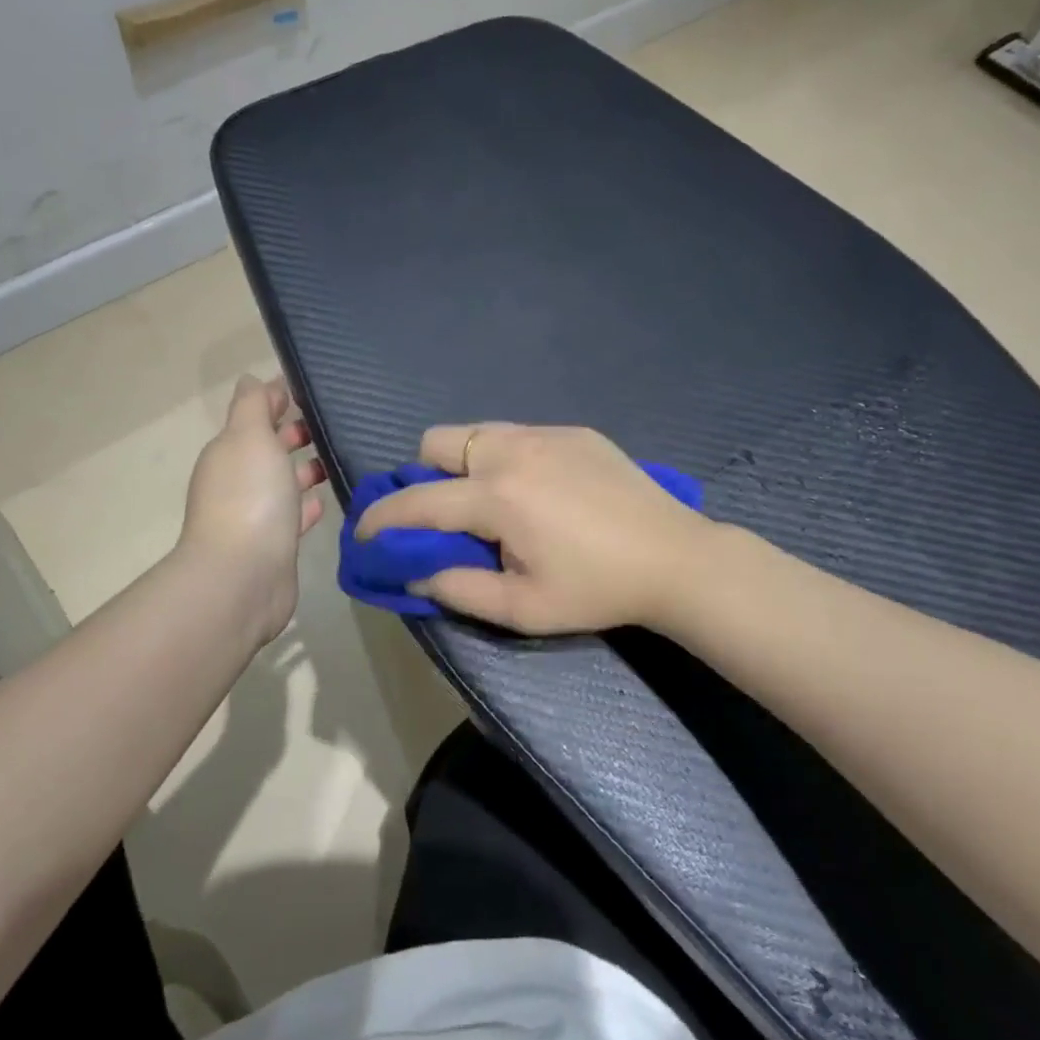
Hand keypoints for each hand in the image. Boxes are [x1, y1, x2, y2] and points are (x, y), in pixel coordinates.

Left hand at [180, 377, 326, 645]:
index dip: (278, 399)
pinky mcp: (274, 545)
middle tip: (332, 424)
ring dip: (303, 470)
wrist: (243, 577)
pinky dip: (306, 505)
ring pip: (282, 483)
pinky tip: (325, 501)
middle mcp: (238, 481)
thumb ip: (253, 405)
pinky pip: (292, 516)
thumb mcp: (250, 436)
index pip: (254, 415)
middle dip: (293, 434)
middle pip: (267, 449)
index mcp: (230, 451)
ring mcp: (255, 515)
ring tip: (337, 458)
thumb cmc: (249, 497)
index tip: (312, 389)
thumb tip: (252, 379)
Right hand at [354, 424, 712, 634]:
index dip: (381, 518)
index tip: (363, 531)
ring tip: (491, 501)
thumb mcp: (523, 608)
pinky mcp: (575, 432)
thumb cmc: (597, 589)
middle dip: (425, 475)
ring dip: (465, 463)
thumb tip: (413, 576)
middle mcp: (512, 450)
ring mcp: (546, 434)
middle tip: (446, 515)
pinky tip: (540, 492)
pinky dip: (508, 458)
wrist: (676, 558)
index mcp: (496, 496)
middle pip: (437, 442)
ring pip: (477, 432)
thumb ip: (458, 589)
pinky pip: (519, 434)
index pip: (417, 501)